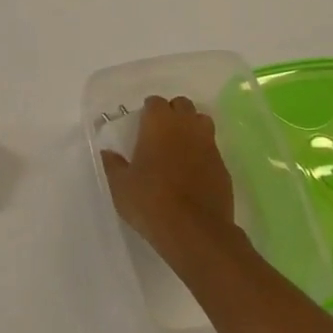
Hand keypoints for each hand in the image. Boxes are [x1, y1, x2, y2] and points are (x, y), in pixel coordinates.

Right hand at [100, 95, 238, 257]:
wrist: (194, 231)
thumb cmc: (150, 201)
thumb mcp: (120, 186)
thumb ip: (113, 164)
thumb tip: (108, 153)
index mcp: (159, 123)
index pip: (155, 102)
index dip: (148, 112)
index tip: (141, 127)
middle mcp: (187, 126)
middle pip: (182, 105)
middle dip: (172, 114)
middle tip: (160, 135)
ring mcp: (209, 144)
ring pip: (202, 122)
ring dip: (191, 128)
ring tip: (179, 148)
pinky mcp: (223, 166)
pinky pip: (212, 149)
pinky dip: (203, 153)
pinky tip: (193, 172)